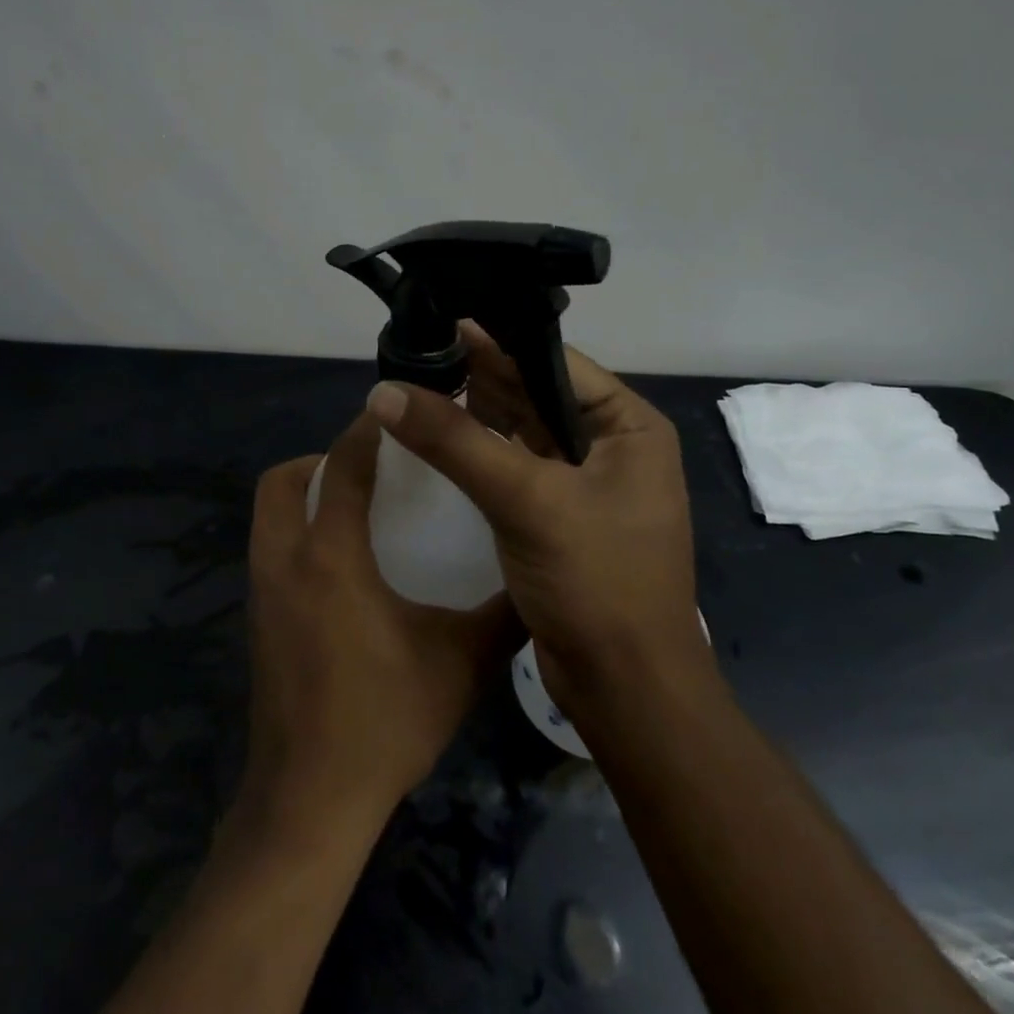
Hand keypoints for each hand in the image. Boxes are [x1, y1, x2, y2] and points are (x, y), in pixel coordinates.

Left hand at [238, 411, 517, 838]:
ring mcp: (262, 594)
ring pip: (270, 515)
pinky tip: (346, 566)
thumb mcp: (459, 663)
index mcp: (330, 557)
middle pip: (282, 481)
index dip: (366, 431)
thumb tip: (540, 582)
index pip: (340, 466)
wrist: (311, 801)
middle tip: (372, 468)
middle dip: (320, 459)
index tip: (396, 411)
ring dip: (307, 496)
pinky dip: (301, 534)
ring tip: (362, 509)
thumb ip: (502, 615)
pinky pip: (272, 550)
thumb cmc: (385, 721)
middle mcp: (285, 562)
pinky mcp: (258, 622)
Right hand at [364, 324, 709, 717]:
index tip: (439, 325)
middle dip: (481, 376)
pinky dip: (481, 451)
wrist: (626, 689)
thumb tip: (385, 390)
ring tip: (420, 385)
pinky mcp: (561, 514)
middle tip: (418, 354)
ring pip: (522, 430)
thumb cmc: (596, 582)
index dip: (496, 343)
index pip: (554, 364)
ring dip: (477, 412)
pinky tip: (442, 436)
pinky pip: (516, 466)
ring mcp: (587, 481)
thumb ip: (455, 441)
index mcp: (628, 425)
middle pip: (536, 394)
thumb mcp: (525, 500)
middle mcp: (613, 444)